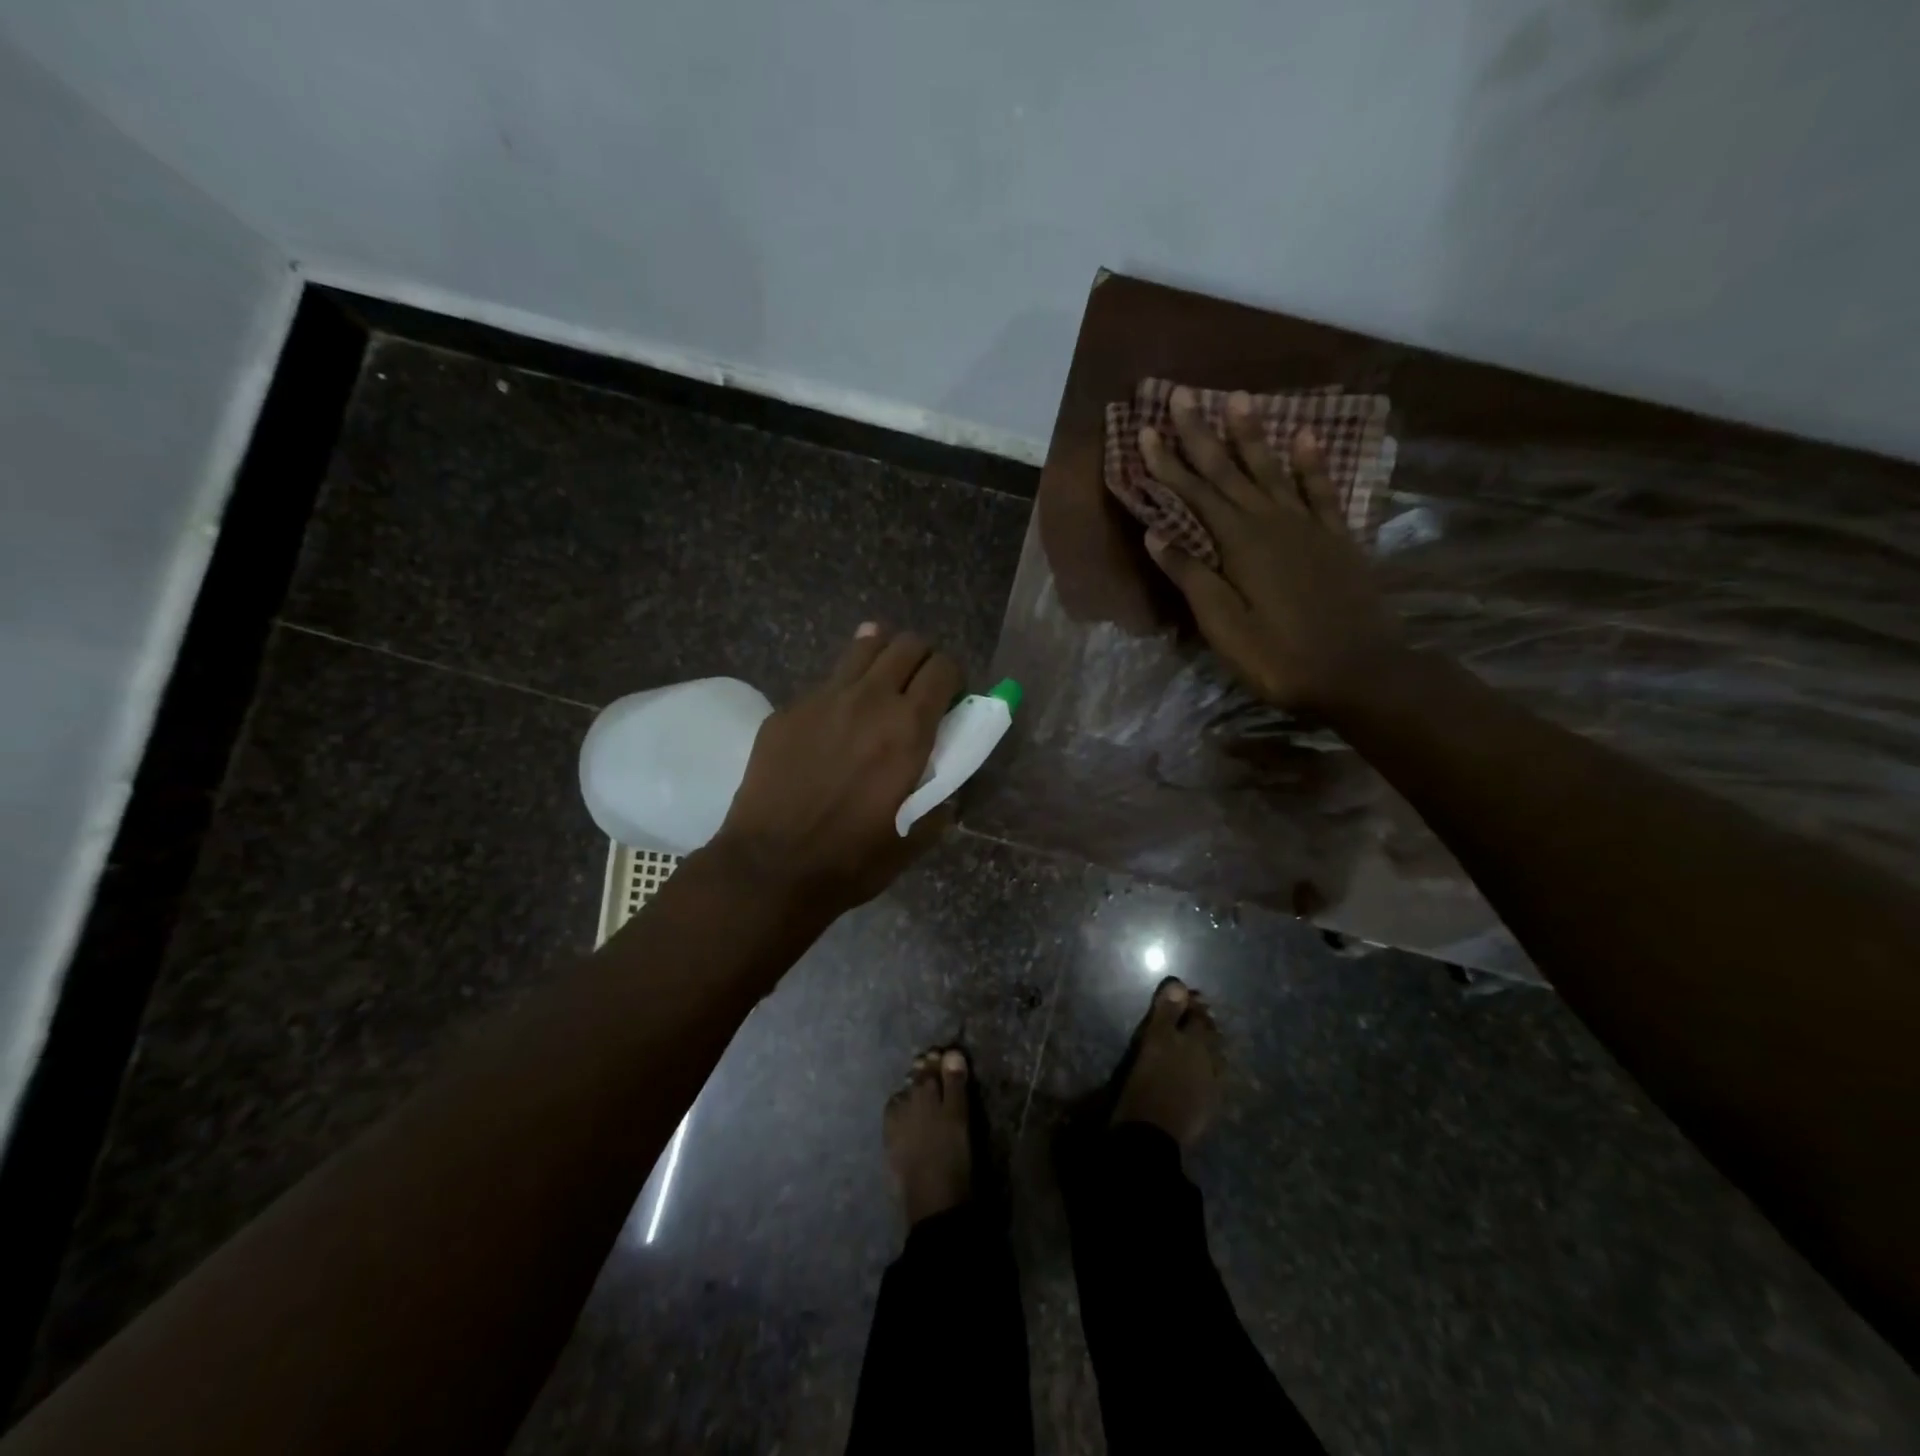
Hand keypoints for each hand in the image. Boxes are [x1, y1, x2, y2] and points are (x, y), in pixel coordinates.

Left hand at [711, 624, 961, 917]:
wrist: (771, 867)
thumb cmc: (852, 859)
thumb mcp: (915, 836)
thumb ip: (940, 797)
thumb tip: (946, 779)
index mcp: (908, 728)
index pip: (943, 668)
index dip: (954, 678)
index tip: (950, 700)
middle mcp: (869, 699)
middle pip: (907, 645)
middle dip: (922, 660)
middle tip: (919, 689)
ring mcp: (823, 698)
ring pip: (864, 646)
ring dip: (883, 656)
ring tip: (882, 685)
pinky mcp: (788, 709)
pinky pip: (827, 681)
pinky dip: (844, 689)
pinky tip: (835, 722)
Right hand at [1140, 387, 1403, 714]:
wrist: (1360, 670)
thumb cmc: (1280, 656)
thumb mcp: (1224, 625)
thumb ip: (1192, 577)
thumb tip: (1155, 535)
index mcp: (1239, 544)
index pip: (1195, 494)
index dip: (1168, 464)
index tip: (1146, 432)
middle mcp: (1272, 522)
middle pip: (1229, 471)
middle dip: (1201, 434)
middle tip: (1181, 395)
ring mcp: (1308, 526)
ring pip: (1273, 470)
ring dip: (1252, 435)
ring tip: (1237, 398)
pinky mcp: (1337, 537)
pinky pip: (1322, 489)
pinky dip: (1311, 462)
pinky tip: (1303, 437)